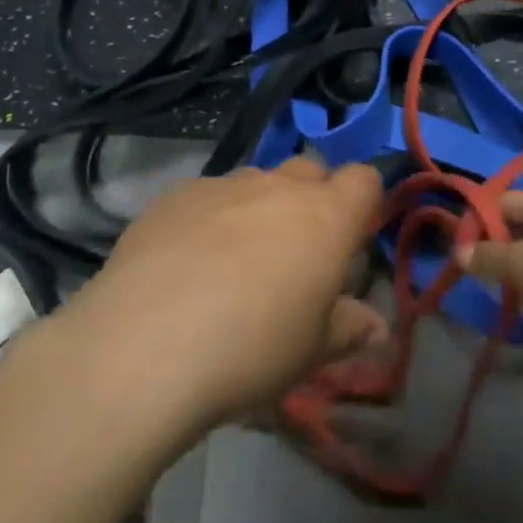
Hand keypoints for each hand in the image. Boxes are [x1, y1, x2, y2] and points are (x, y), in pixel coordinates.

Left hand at [61, 157, 387, 434]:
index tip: (352, 238)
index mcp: (325, 216)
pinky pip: (208, 195)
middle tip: (296, 253)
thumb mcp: (311, 351)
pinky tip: (186, 263)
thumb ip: (348, 329)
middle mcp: (278, 186)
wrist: (144, 346)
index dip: (364, 202)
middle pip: (310, 170)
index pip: (363, 179)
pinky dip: (211, 218)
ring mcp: (224, 185)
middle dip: (312, 199)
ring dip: (260, 208)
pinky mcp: (175, 195)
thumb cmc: (251, 349)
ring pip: (257, 181)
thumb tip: (377, 326)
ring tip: (235, 261)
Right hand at [457, 191, 522, 349]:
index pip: (502, 200)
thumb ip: (486, 257)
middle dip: (496, 241)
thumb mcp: (517, 264)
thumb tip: (458, 252)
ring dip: (515, 260)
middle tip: (478, 264)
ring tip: (498, 281)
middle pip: (518, 221)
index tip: (463, 243)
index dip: (479, 218)